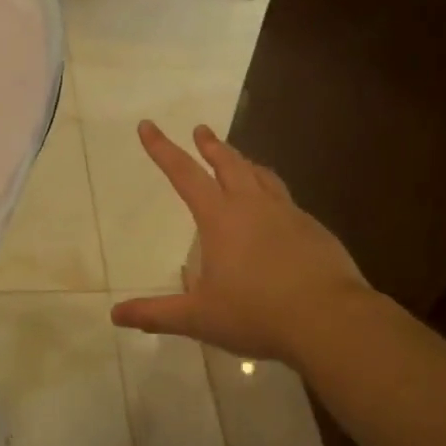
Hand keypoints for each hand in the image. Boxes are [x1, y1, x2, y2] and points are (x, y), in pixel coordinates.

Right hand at [111, 122, 371, 366]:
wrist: (330, 319)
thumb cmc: (256, 314)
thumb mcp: (199, 318)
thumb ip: (157, 314)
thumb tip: (116, 315)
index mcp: (220, 218)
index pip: (184, 174)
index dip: (162, 149)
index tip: (148, 126)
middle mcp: (253, 206)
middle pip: (229, 163)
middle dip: (211, 146)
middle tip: (201, 131)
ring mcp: (289, 214)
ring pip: (262, 176)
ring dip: (245, 163)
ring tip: (240, 160)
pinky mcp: (314, 230)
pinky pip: (287, 200)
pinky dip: (272, 193)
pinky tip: (276, 211)